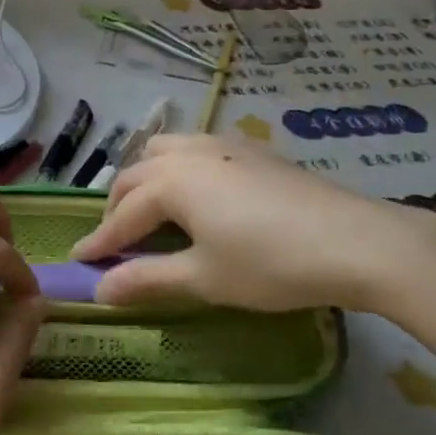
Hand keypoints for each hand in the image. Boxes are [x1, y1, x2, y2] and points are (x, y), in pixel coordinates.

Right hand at [71, 134, 435, 315]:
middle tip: (114, 242)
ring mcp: (223, 145)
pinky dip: (178, 168)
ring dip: (146, 179)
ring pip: (165, 151)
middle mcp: (188, 153)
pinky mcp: (252, 149)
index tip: (78, 262)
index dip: (99, 241)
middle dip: (117, 208)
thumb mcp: (205, 278)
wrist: (357, 241)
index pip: (121, 215)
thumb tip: (99, 289)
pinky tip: (197, 193)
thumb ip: (148, 279)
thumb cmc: (272, 264)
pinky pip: (196, 148)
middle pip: (136, 176)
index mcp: (171, 182)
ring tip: (150, 211)